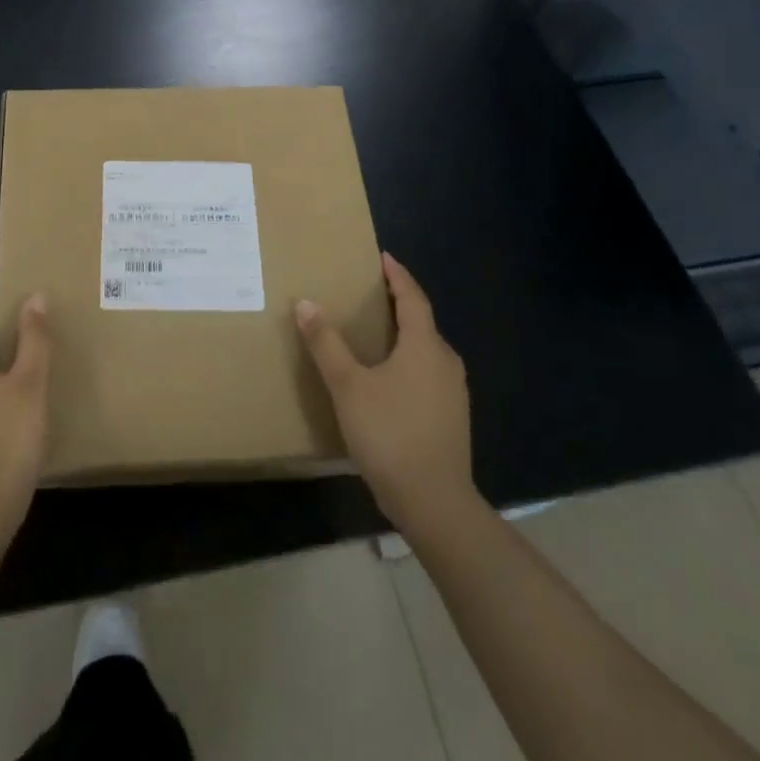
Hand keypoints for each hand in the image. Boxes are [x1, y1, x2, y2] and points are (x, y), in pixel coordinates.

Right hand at [295, 254, 485, 543]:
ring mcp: (453, 393)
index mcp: (425, 346)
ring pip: (426, 350)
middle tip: (369, 293)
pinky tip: (386, 378)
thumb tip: (305, 303)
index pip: (413, 298)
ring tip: (373, 332)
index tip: (383, 257)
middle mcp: (446, 362)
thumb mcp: (348, 386)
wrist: (434, 503)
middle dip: (398, 304)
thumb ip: (326, 343)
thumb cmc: (390, 434)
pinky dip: (407, 361)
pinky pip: (427, 374)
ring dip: (403, 335)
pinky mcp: (451, 418)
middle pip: (422, 322)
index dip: (398, 276)